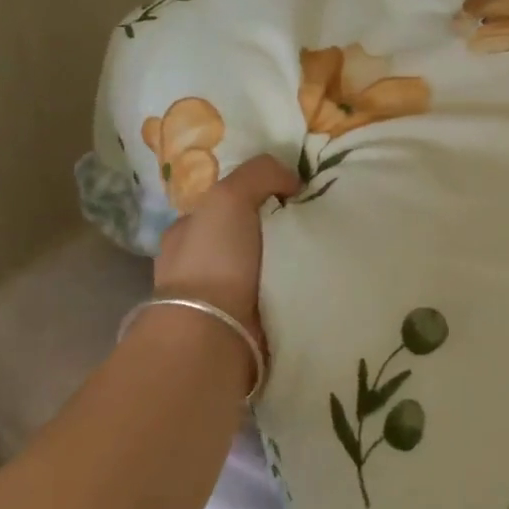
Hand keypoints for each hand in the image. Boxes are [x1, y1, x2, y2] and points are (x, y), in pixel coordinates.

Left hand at [153, 154, 300, 339]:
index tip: (291, 193)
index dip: (255, 194)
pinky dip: (293, 288)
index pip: (223, 204)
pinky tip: (315, 279)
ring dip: (287, 261)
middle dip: (275, 229)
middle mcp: (198, 263)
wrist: (213, 335)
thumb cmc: (213, 260)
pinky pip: (276, 294)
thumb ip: (260, 173)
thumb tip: (292, 180)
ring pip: (262, 266)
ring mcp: (219, 297)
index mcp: (186, 232)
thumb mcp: (229, 196)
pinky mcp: (244, 324)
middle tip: (314, 221)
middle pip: (246, 234)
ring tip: (323, 250)